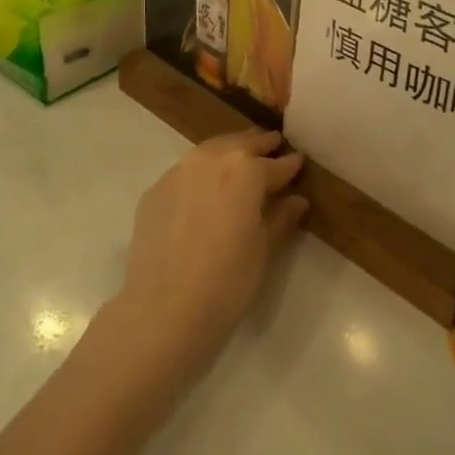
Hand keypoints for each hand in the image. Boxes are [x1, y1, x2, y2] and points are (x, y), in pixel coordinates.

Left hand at [112, 129, 307, 373]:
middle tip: (273, 145)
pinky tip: (205, 192)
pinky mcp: (155, 190)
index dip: (290, 165)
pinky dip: (201, 174)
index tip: (299, 161)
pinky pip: (185, 173)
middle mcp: (211, 159)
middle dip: (259, 145)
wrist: (163, 310)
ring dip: (228, 152)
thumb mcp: (264, 249)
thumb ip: (281, 218)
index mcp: (245, 170)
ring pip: (210, 151)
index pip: (275, 164)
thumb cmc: (227, 281)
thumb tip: (296, 200)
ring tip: (240, 162)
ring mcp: (178, 172)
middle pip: (240, 144)